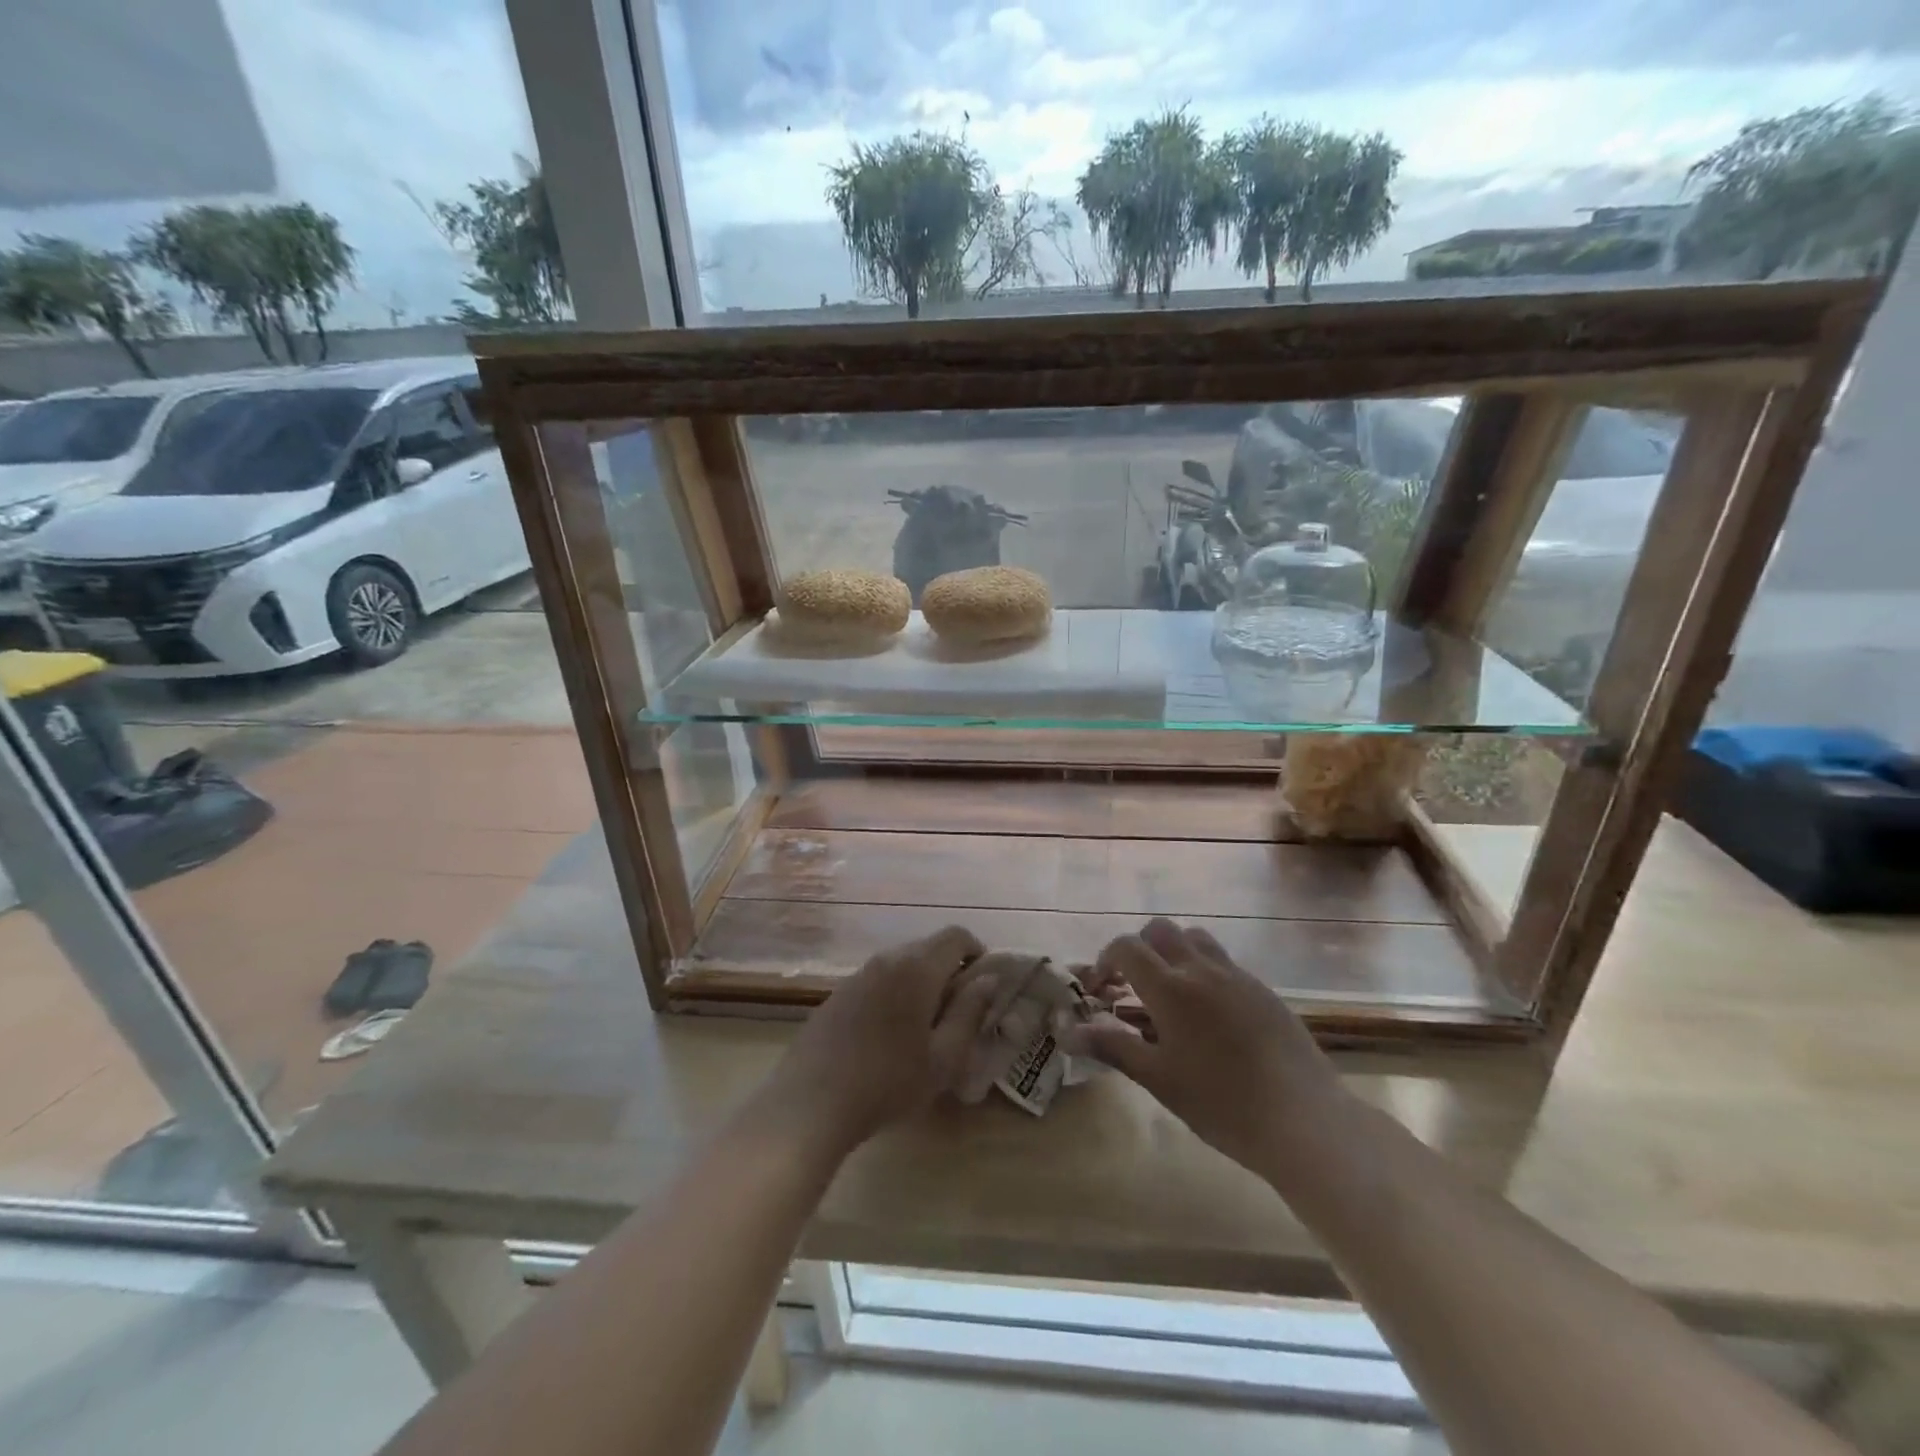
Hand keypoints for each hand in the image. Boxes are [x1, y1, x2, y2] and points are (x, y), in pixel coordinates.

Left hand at [758, 925, 994, 1155]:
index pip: (956, 936)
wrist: (810, 1103)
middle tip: (960, 1012)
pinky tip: (890, 1035)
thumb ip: (969, 1012)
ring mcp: (857, 975)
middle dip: (950, 970)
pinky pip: (878, 981)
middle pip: (928, 947)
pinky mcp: (837, 994)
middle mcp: (887, 959)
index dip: (977, 952)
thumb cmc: (888, 1082)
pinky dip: (895, 994)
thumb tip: (988, 978)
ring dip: (921, 983)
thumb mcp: (943, 1057)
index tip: (984, 986)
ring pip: (901, 964)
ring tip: (926, 1027)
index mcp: (917, 967)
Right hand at [1078, 919, 1350, 1177]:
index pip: (1126, 948)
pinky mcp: (1263, 990)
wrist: (1304, 1118)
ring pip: (1195, 938)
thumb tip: (1067, 1032)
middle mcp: (1201, 969)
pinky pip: (1224, 962)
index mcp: (1170, 988)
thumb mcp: (1158, 1079)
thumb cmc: (1221, 1103)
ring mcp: (1236, 975)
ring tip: (1171, 992)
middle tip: (1132, 986)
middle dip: (1138, 948)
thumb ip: (1113, 1046)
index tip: (1100, 989)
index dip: (1106, 961)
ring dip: (1173, 952)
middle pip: (1160, 930)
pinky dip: (1204, 971)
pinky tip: (1210, 1014)